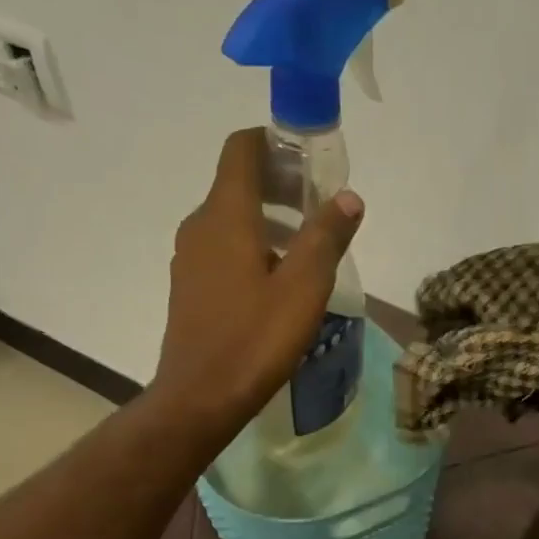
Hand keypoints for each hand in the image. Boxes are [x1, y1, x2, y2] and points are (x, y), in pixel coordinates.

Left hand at [152, 128, 362, 437]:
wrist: (201, 397)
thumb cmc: (255, 339)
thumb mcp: (304, 287)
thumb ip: (327, 237)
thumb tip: (348, 197)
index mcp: (226, 216)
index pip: (242, 149)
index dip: (274, 141)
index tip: (310, 157)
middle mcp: (200, 226)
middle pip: (238, 183)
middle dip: (282, 184)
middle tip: (323, 207)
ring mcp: (190, 257)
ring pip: (232, 218)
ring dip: (271, 219)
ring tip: (310, 247)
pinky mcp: (190, 286)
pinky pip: (224, 248)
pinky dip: (254, 246)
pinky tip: (281, 281)